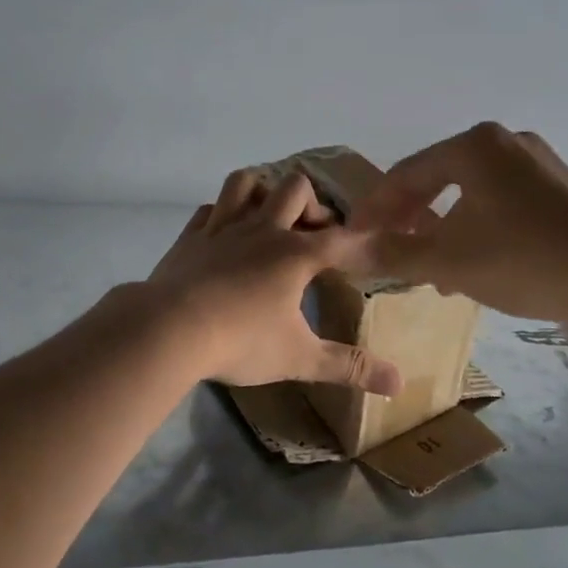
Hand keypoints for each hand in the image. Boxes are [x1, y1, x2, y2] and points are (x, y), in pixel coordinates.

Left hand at [146, 167, 403, 394]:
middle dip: (312, 206)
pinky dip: (223, 212)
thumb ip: (348, 367)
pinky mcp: (190, 236)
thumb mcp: (299, 358)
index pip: (342, 240)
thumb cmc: (240, 341)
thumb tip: (399, 384)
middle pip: (296, 189)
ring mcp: (222, 227)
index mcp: (295, 254)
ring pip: (246, 182)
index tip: (378, 251)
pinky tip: (226, 231)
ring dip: (263, 192)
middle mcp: (262, 229)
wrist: (168, 329)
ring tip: (270, 219)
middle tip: (313, 237)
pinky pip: (210, 207)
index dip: (364, 244)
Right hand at [350, 123, 567, 321]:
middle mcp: (505, 142)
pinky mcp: (561, 188)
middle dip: (409, 218)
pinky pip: (501, 202)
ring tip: (427, 265)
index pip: (405, 174)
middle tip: (388, 248)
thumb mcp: (446, 260)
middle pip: (438, 179)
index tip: (354, 237)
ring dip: (442, 228)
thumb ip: (391, 252)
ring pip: (470, 193)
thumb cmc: (521, 259)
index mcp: (473, 146)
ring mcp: (538, 163)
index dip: (374, 209)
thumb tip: (345, 250)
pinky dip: (476, 227)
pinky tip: (473, 263)